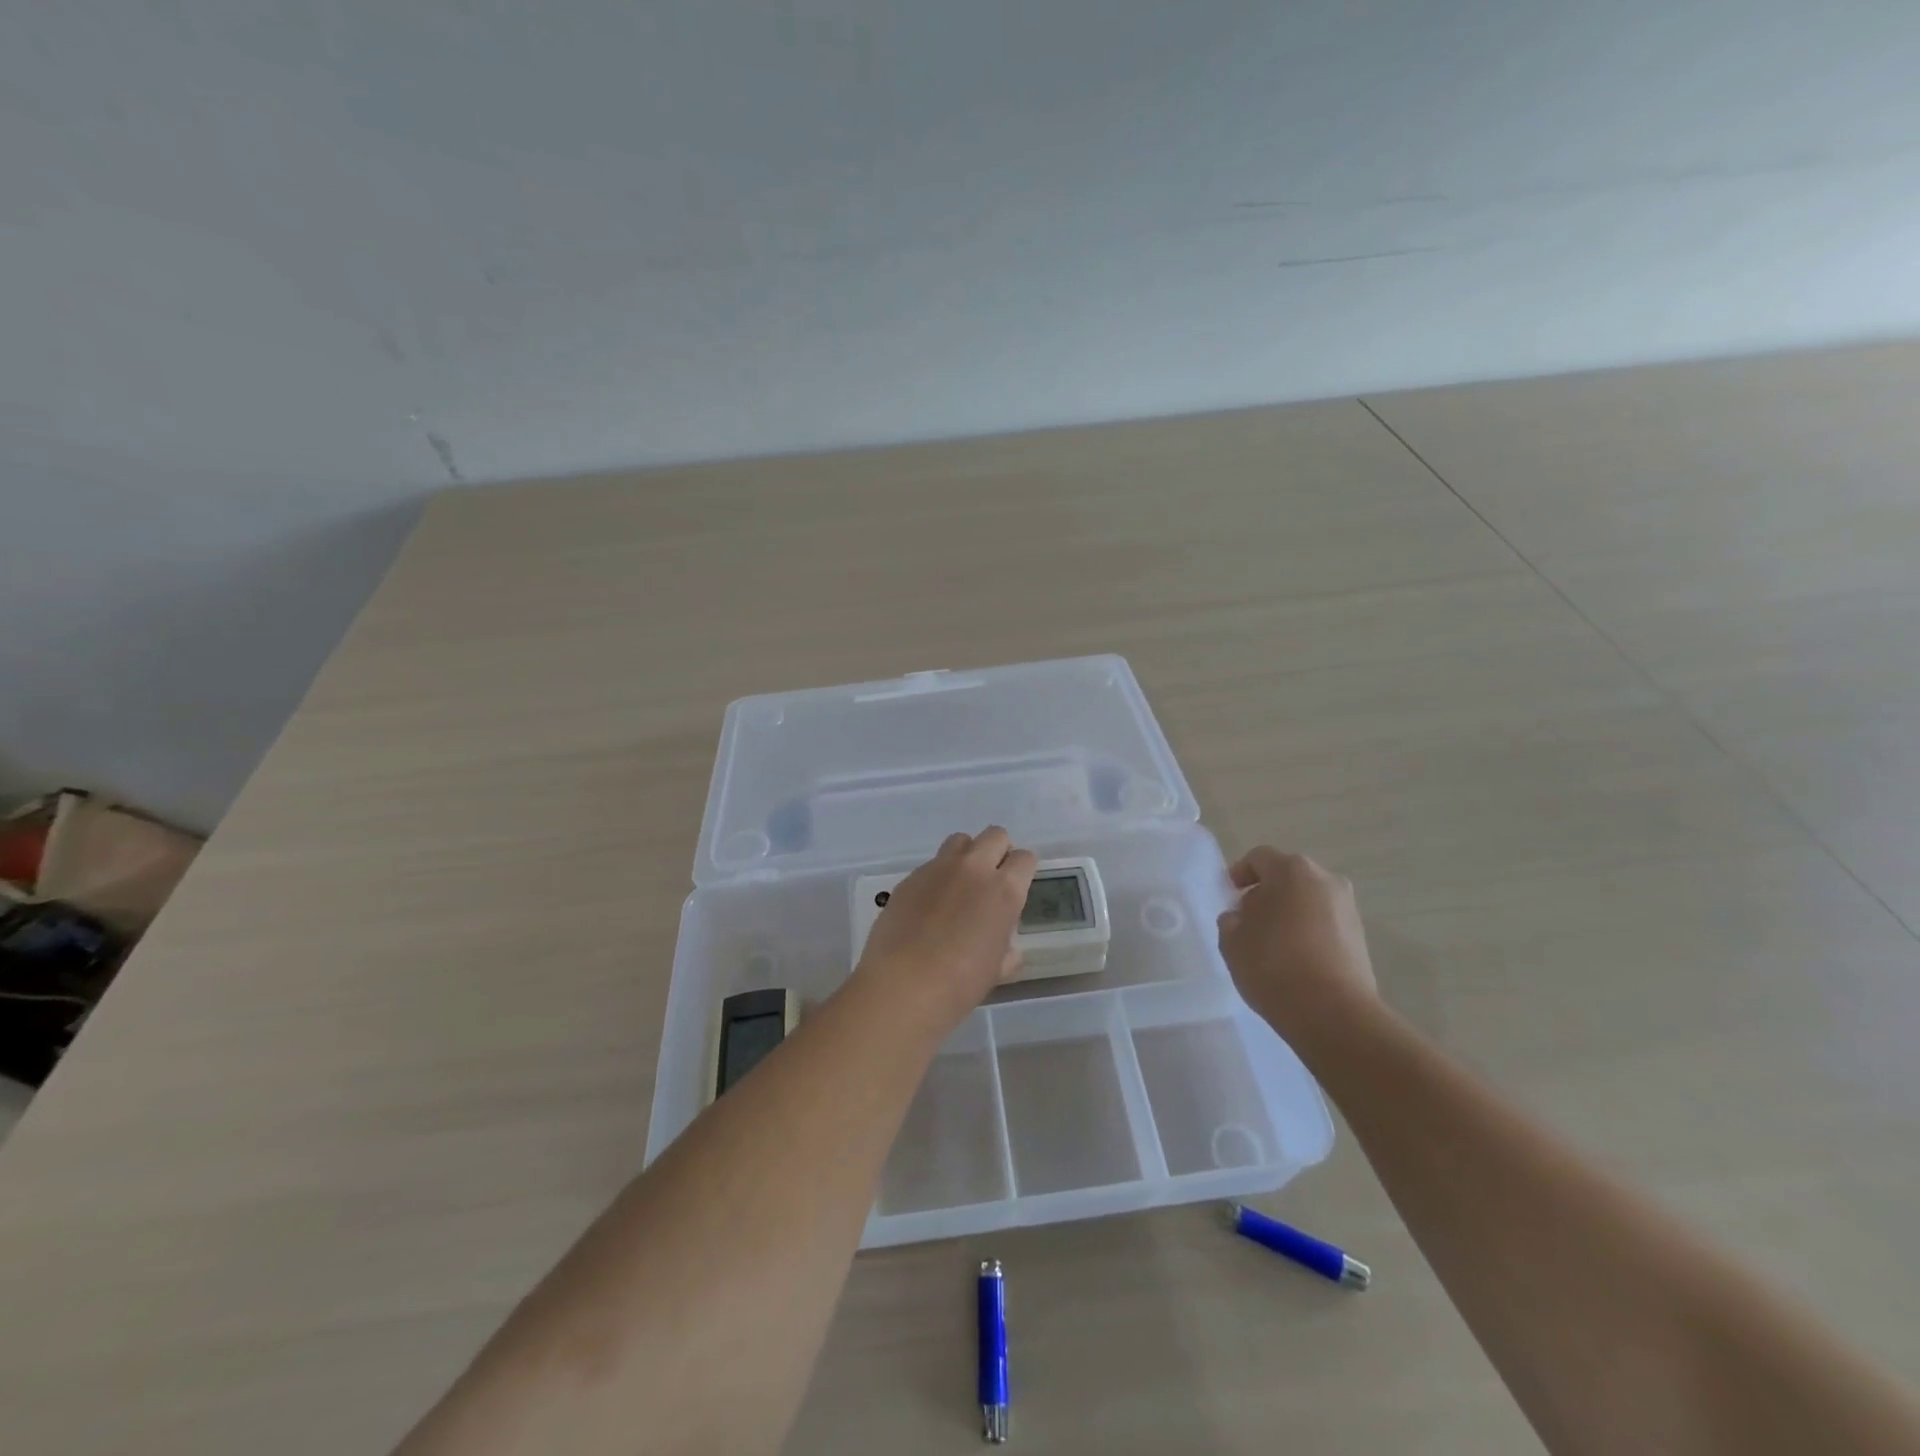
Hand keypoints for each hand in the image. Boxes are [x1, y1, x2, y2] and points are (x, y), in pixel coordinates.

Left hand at [853, 827, 1037, 1033]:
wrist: (904, 984)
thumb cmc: (960, 983)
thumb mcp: (996, 969)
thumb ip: (1006, 949)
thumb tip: (1007, 949)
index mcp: (1004, 890)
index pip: (1025, 858)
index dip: (1023, 870)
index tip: (1016, 886)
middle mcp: (974, 868)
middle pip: (995, 835)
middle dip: (998, 851)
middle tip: (991, 879)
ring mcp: (938, 868)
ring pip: (961, 840)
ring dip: (967, 854)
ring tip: (960, 884)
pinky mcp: (910, 877)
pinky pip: (931, 864)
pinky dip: (937, 876)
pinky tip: (929, 905)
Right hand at [1217, 847, 1376, 1042]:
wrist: (1334, 1013)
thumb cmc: (1274, 965)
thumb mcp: (1232, 940)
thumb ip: (1232, 920)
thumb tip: (1242, 918)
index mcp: (1292, 870)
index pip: (1259, 858)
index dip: (1239, 873)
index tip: (1229, 896)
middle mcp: (1326, 880)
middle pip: (1288, 877)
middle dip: (1266, 893)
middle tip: (1247, 920)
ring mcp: (1348, 909)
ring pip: (1308, 900)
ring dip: (1289, 913)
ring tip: (1271, 944)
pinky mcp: (1361, 938)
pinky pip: (1324, 923)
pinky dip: (1307, 932)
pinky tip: (1294, 960)